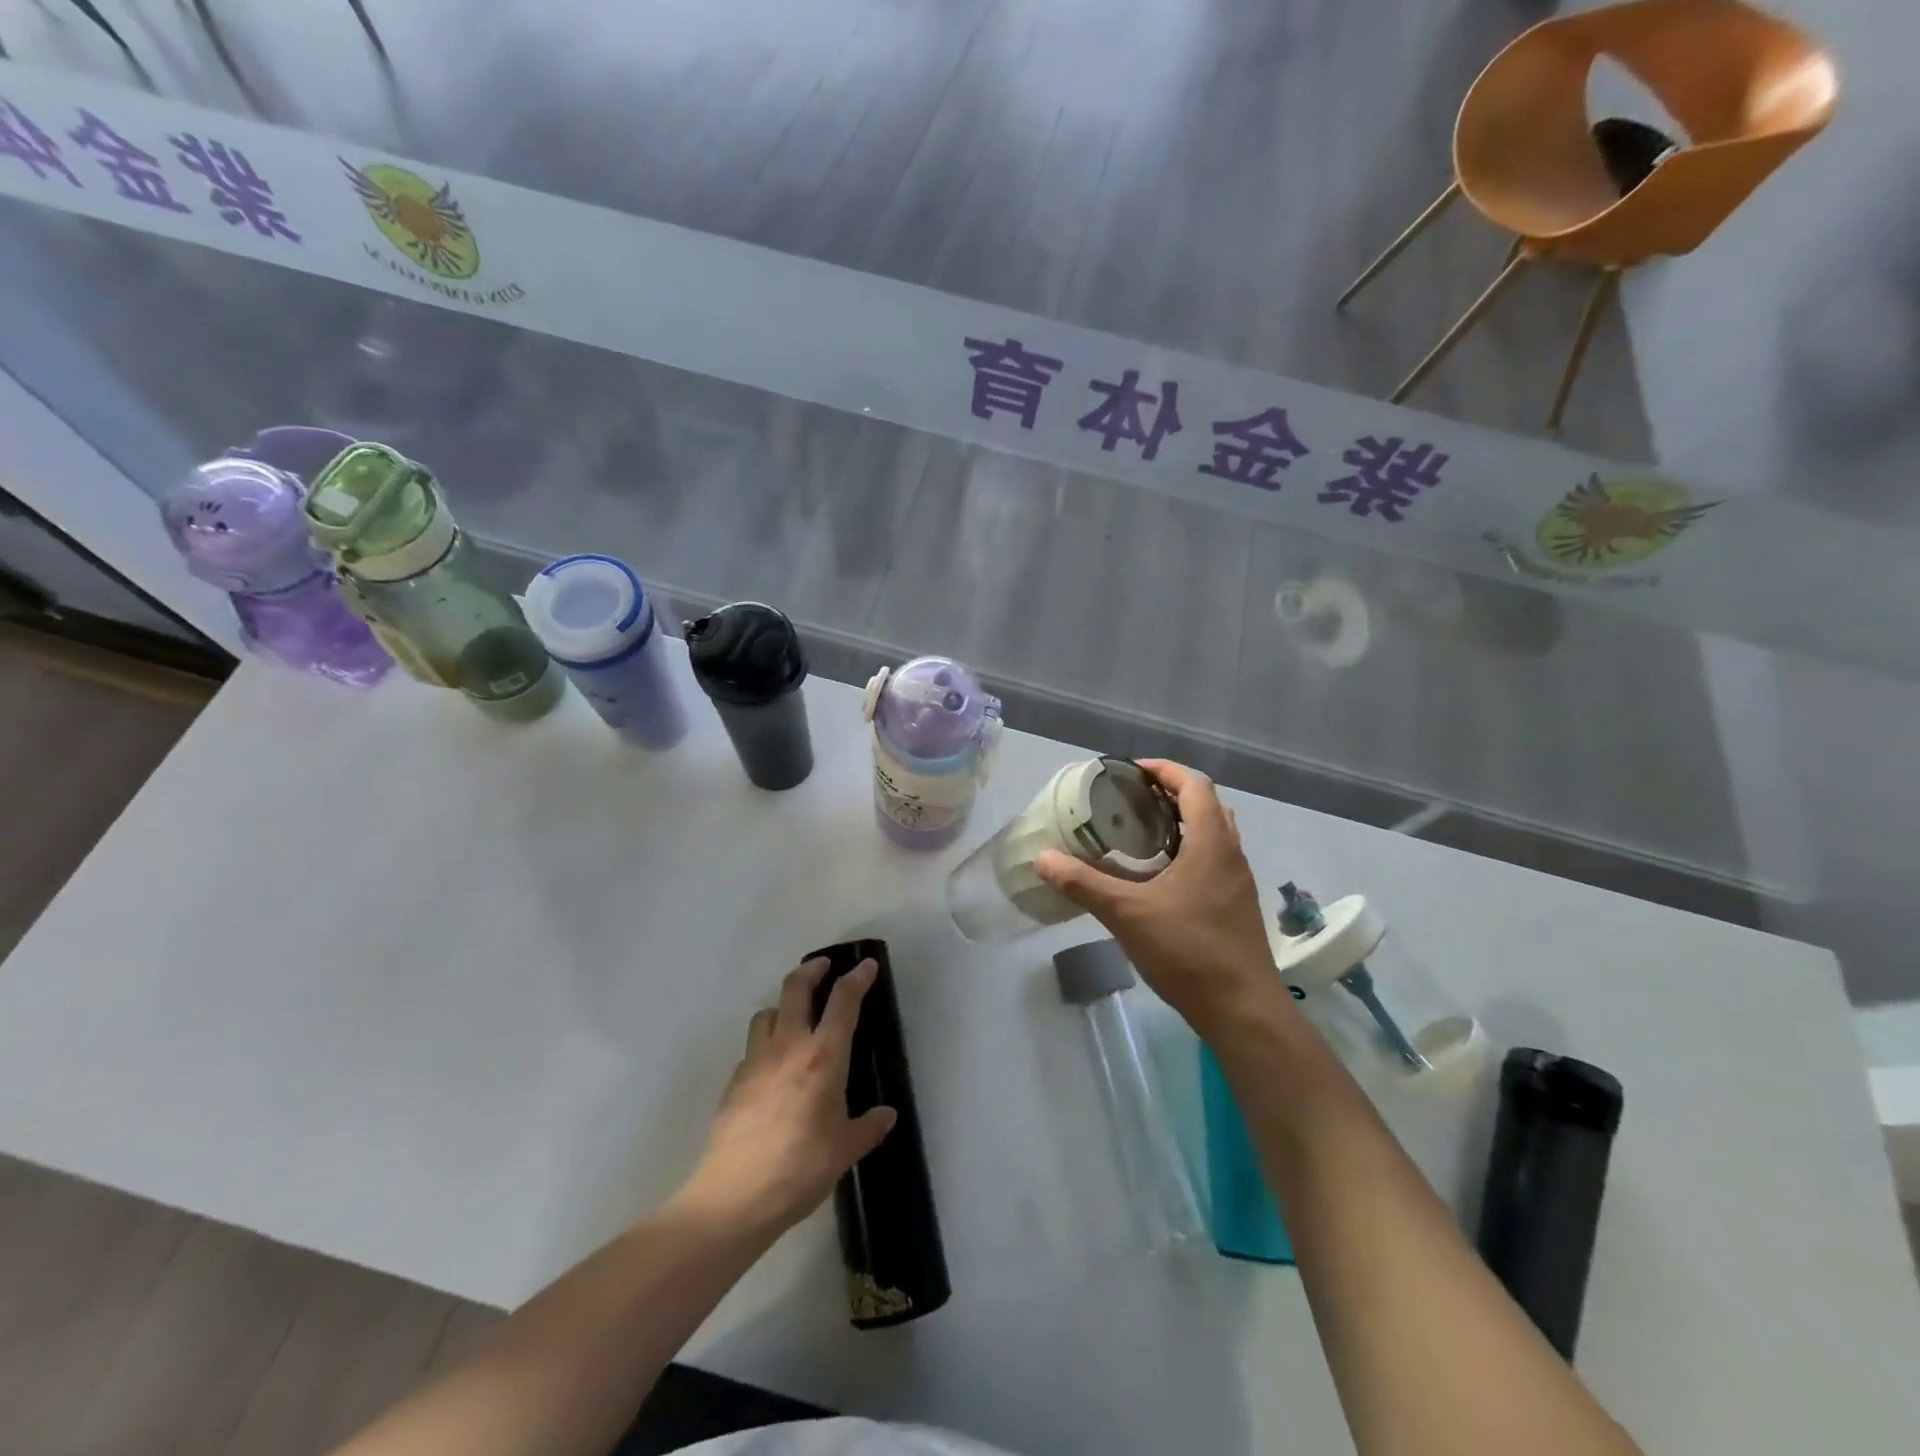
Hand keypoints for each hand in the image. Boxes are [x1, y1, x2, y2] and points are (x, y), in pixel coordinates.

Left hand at [681, 957, 897, 1234]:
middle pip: (796, 988)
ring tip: (794, 1016)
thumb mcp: (844, 1150)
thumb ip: (867, 1128)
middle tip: (824, 966)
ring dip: (782, 1005)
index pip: (844, 1002)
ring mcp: (756, 1061)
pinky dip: (764, 1044)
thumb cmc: (800, 1169)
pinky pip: (751, 1048)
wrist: (734, 1197)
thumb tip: (887, 1115)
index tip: (867, 965)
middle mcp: (789, 1047)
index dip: (857, 978)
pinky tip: (771, 1067)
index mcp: (823, 1057)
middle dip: (812, 970)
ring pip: (767, 1013)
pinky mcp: (733, 1082)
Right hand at [1036, 759, 1285, 1037]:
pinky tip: (1159, 876)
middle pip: (1207, 804)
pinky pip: (1214, 860)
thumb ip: (1084, 884)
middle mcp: (1231, 853)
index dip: (1165, 770)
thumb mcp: (1128, 914)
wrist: (1242, 1010)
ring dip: (1182, 823)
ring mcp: (1238, 881)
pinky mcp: (1236, 906)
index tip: (1132, 771)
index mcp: (1212, 842)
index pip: (1195, 784)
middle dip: (1172, 793)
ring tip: (1141, 832)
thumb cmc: (1188, 951)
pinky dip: (1188, 851)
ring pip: (1214, 834)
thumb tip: (1043, 859)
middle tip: (1132, 799)